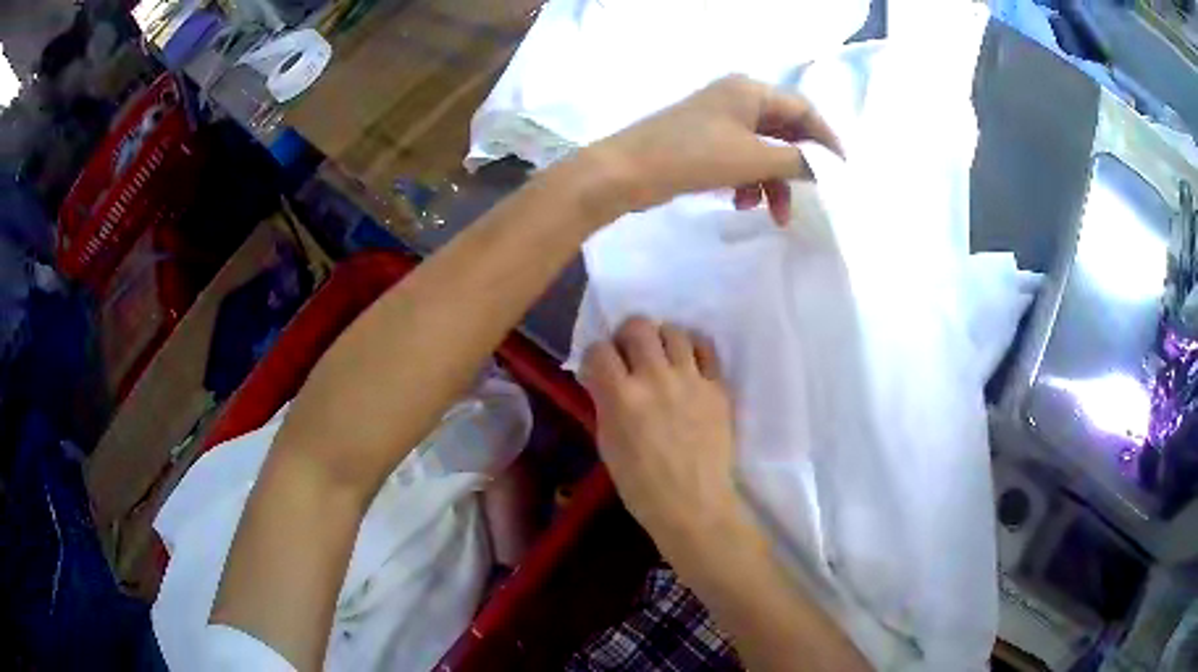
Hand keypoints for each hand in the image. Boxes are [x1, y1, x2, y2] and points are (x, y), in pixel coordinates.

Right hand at [581, 317, 744, 557]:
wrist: (693, 505)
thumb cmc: (640, 485)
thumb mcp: (607, 444)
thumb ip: (604, 402)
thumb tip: (601, 377)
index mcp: (621, 396)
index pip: (599, 350)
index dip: (595, 356)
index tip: (598, 368)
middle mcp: (655, 378)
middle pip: (638, 326)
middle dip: (627, 336)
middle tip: (629, 354)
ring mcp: (691, 380)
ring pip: (674, 330)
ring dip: (661, 339)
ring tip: (661, 358)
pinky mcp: (717, 387)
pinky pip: (706, 349)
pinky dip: (693, 350)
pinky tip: (688, 364)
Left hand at [586, 74, 841, 224]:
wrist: (626, 172)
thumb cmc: (693, 156)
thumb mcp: (753, 158)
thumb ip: (797, 162)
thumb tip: (824, 168)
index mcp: (750, 90)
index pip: (804, 109)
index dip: (826, 139)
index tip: (842, 171)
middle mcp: (737, 98)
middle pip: (785, 131)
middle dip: (797, 168)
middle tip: (811, 196)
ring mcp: (718, 120)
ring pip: (763, 150)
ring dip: (773, 182)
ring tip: (774, 215)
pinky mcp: (704, 142)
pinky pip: (741, 159)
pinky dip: (748, 182)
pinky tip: (742, 203)